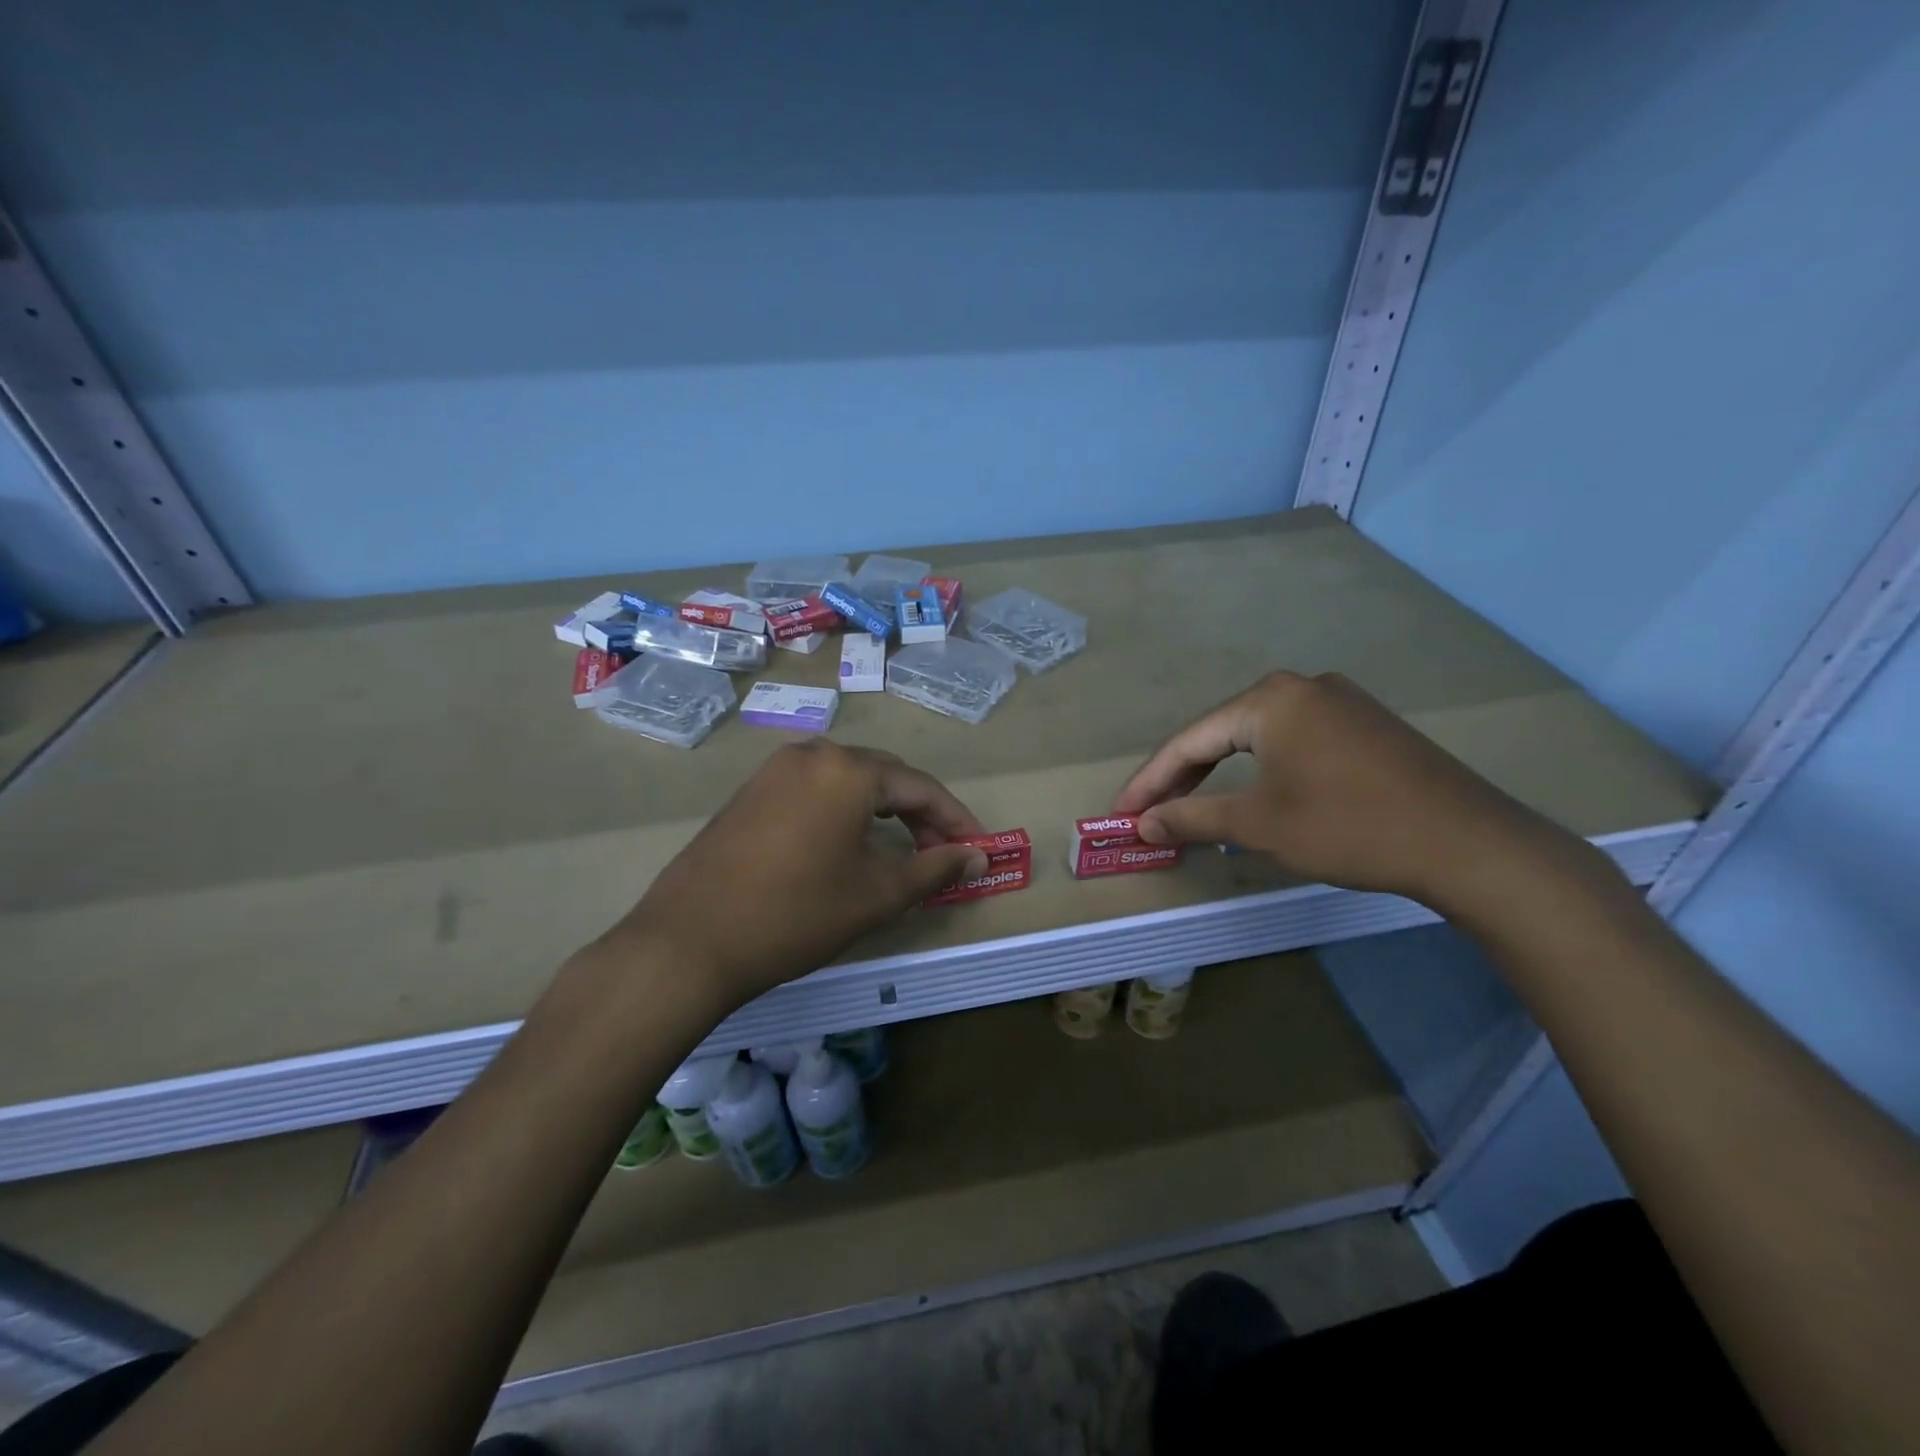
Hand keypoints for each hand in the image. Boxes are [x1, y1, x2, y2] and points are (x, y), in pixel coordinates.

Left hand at [607, 742, 988, 1005]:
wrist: (690, 941)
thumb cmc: (796, 915)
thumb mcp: (878, 895)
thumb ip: (935, 868)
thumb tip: (978, 856)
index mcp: (849, 771)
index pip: (921, 788)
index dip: (955, 820)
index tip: (978, 850)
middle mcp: (813, 755)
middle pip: (885, 777)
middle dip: (920, 814)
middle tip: (940, 856)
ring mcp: (775, 770)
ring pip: (848, 782)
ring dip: (882, 812)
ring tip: (898, 852)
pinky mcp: (750, 792)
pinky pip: (814, 790)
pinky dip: (844, 813)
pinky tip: (846, 846)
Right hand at [1113, 671, 1567, 907]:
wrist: (1468, 843)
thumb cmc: (1348, 826)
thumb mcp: (1259, 824)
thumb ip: (1191, 818)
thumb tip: (1142, 825)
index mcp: (1269, 700)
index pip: (1189, 741)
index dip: (1149, 782)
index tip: (1121, 815)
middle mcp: (1300, 687)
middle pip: (1220, 734)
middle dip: (1181, 778)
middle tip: (1148, 815)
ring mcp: (1338, 703)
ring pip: (1256, 739)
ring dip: (1219, 775)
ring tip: (1189, 808)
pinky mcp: (1364, 727)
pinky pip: (1291, 743)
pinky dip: (1260, 772)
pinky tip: (1251, 796)